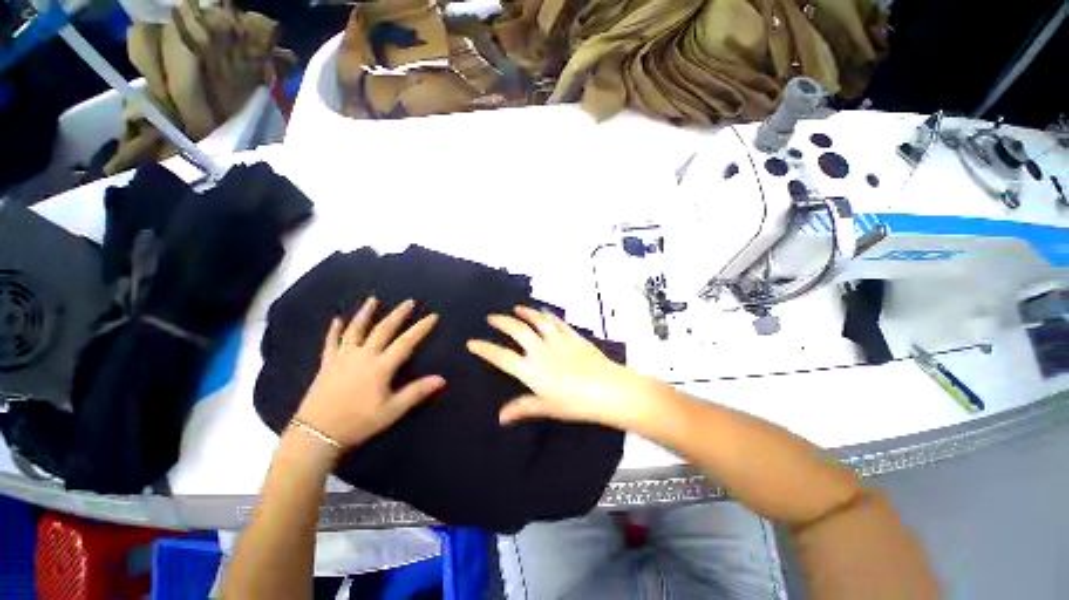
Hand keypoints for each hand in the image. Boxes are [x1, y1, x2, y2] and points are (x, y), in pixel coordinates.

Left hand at [294, 297, 444, 450]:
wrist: (317, 434)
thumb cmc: (358, 422)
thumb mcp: (392, 410)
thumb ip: (417, 392)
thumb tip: (442, 379)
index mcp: (381, 366)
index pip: (406, 342)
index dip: (421, 328)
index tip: (433, 316)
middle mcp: (363, 356)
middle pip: (383, 329)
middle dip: (398, 314)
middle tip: (408, 301)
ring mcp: (343, 358)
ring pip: (355, 330)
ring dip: (365, 313)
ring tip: (373, 299)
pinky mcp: (327, 364)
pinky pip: (330, 342)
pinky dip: (334, 330)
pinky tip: (336, 319)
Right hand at [467, 306, 658, 429]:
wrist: (609, 390)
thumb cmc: (576, 403)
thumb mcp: (547, 408)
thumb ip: (523, 408)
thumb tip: (501, 416)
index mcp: (532, 369)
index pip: (502, 357)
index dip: (485, 349)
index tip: (471, 342)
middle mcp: (541, 350)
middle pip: (518, 331)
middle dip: (502, 322)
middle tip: (492, 317)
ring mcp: (558, 340)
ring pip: (537, 321)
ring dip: (525, 312)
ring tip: (516, 308)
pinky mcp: (574, 337)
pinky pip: (558, 322)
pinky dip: (549, 315)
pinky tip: (545, 311)